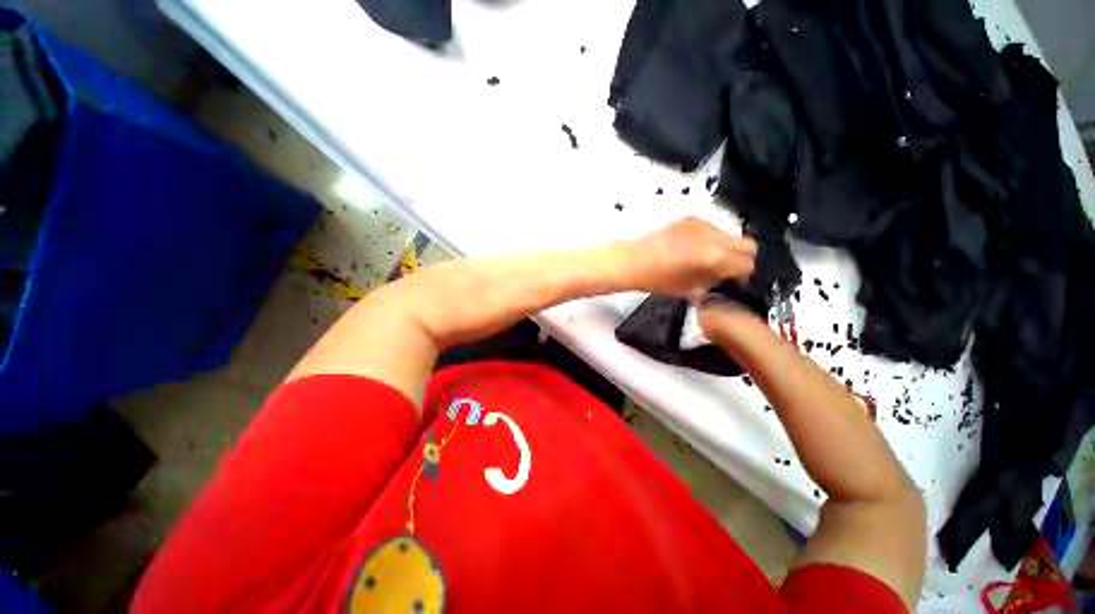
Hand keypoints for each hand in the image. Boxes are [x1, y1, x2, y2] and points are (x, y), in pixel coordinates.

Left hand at [623, 217, 755, 298]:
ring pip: (731, 234)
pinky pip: (712, 228)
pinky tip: (692, 248)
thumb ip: (714, 283)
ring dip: (726, 247)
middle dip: (741, 258)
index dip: (743, 275)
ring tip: (706, 258)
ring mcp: (702, 224)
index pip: (748, 264)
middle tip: (726, 269)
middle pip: (749, 245)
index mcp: (714, 258)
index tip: (733, 281)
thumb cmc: (657, 280)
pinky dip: (710, 239)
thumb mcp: (690, 290)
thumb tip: (725, 281)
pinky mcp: (690, 218)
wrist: (632, 260)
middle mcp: (714, 237)